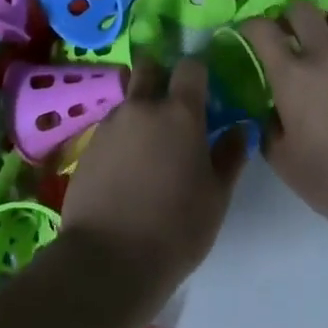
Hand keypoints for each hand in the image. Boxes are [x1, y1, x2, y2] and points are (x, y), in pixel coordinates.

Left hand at [61, 56, 246, 291]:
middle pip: (149, 68)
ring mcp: (110, 125)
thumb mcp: (216, 197)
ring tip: (150, 147)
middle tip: (172, 104)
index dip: (198, 71)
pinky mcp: (87, 147)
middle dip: (160, 74)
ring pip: (128, 100)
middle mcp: (142, 107)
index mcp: (180, 113)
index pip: (190, 67)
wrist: (108, 260)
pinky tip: (127, 170)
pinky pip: (111, 128)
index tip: (204, 87)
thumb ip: (230, 156)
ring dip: (140, 111)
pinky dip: (122, 137)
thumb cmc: (176, 228)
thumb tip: (239, 128)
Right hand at [240, 0, 327, 235]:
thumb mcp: (284, 162)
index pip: (262, 29)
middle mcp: (326, 54)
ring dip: (325, 27)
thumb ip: (268, 127)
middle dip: (288, 17)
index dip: (250, 26)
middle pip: (301, 8)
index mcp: (293, 76)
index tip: (249, 35)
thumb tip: (271, 109)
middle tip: (289, 38)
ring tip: (327, 49)